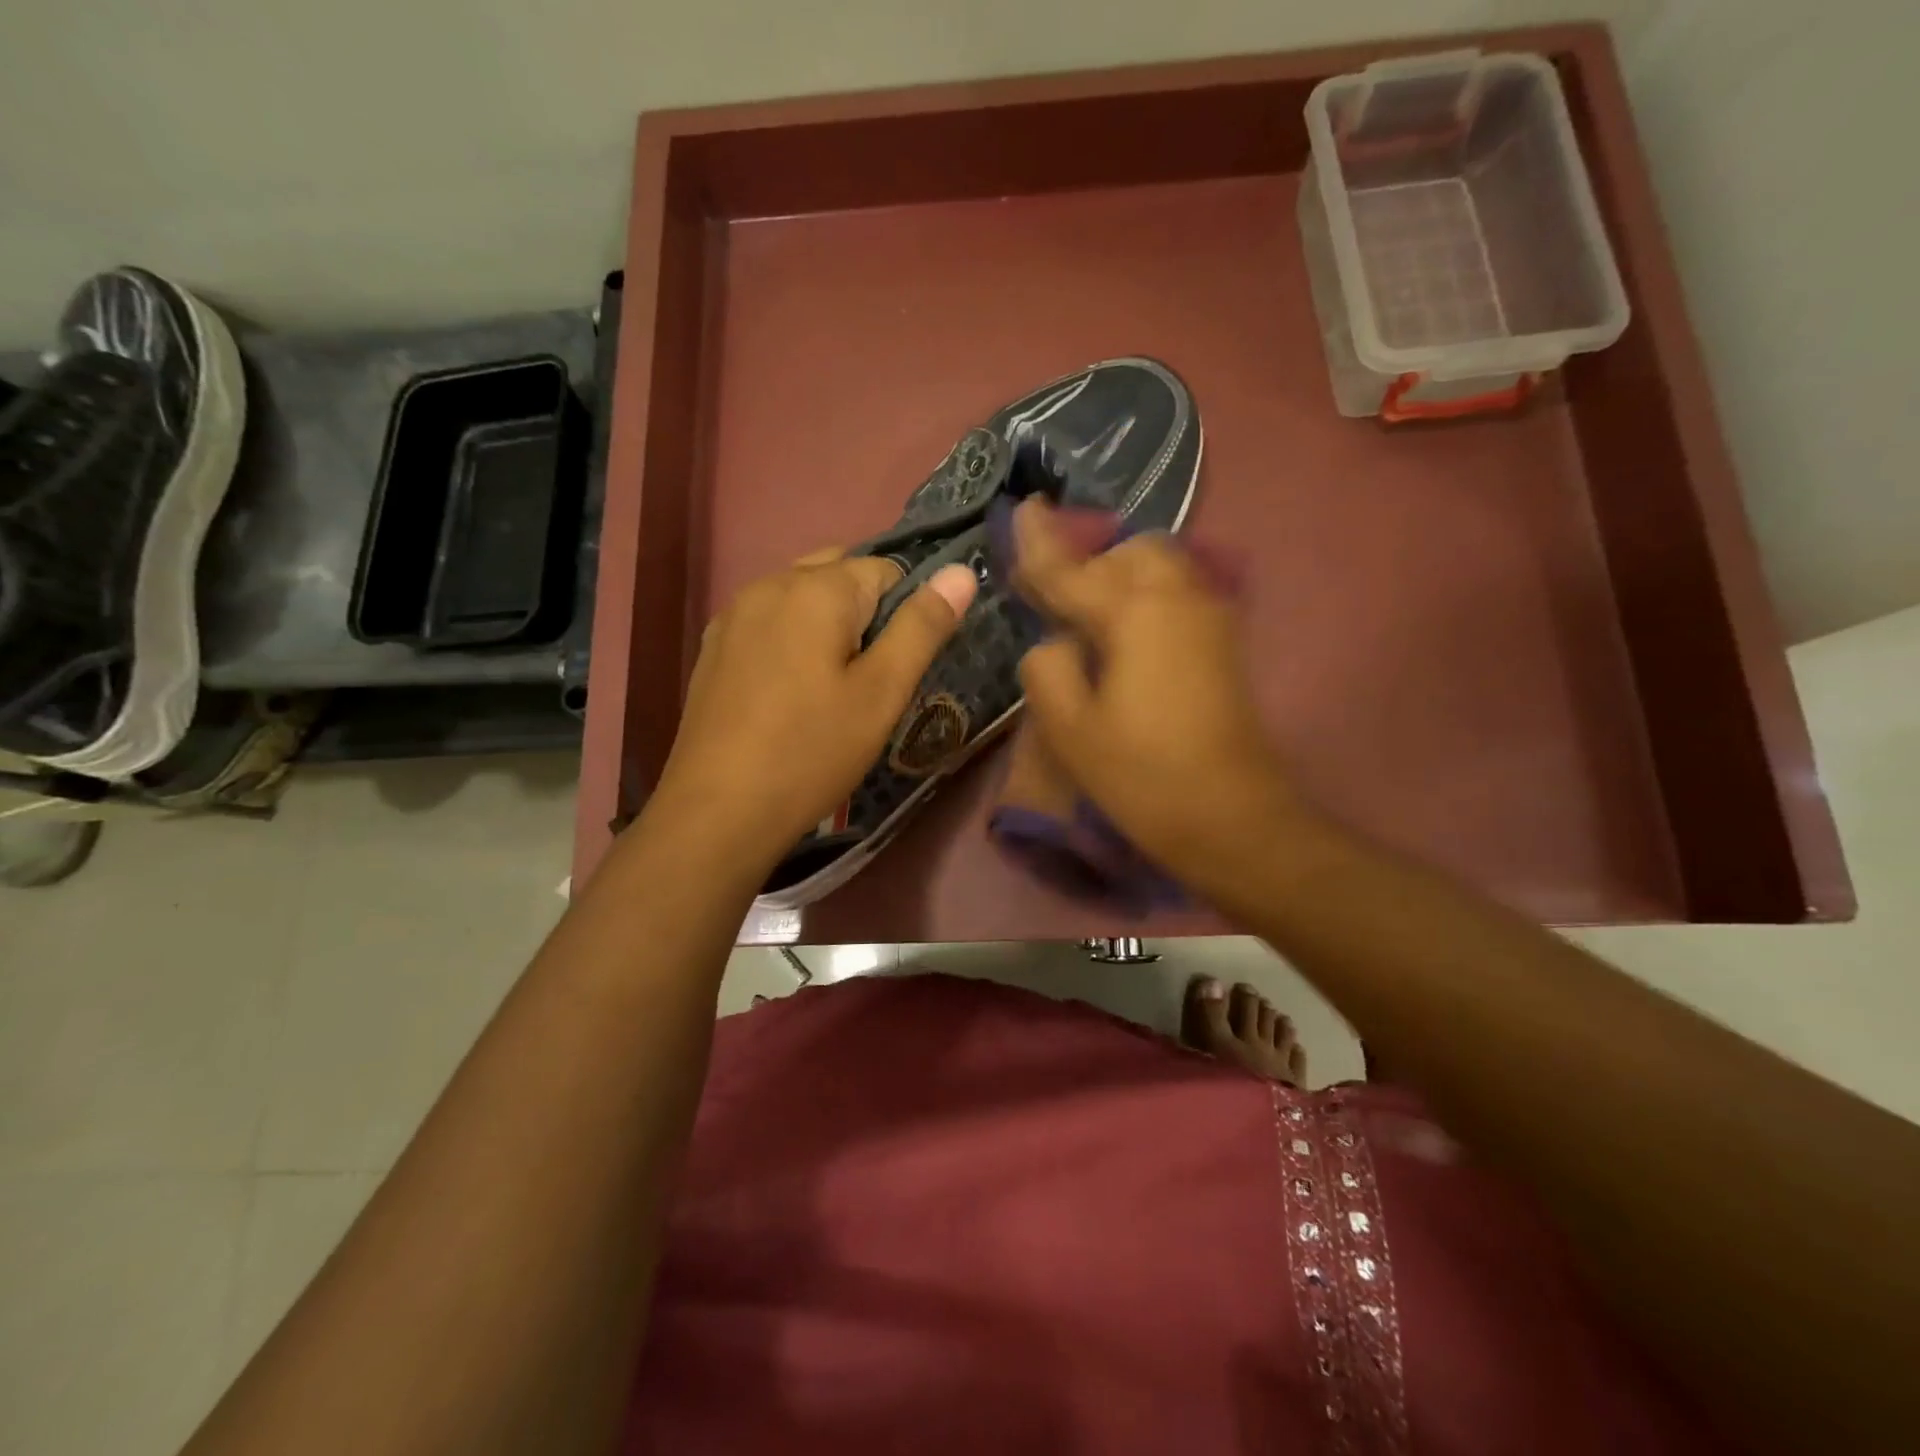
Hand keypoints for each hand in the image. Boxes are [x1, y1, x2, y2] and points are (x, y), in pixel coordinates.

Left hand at [652, 548, 976, 868]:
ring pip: (800, 597)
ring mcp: (733, 615)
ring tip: (833, 686)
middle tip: (872, 676)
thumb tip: (961, 571)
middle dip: (866, 612)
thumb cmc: (812, 751)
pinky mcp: (714, 648)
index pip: (885, 569)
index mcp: (816, 588)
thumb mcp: (882, 693)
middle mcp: (769, 584)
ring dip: (827, 625)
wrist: (719, 811)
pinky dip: (791, 640)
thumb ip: (922, 626)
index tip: (901, 666)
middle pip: (838, 575)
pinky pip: (768, 623)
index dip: (906, 613)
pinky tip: (790, 692)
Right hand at [1012, 500, 1300, 890]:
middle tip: (1054, 597)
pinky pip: (1178, 593)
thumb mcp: (1069, 728)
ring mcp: (1210, 617)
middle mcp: (1178, 597)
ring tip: (1088, 618)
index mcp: (1134, 612)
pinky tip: (1125, 635)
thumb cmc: (1142, 775)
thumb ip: (1047, 667)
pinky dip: (1145, 596)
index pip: (1073, 567)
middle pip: (1128, 552)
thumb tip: (1055, 642)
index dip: (1040, 541)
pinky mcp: (1224, 642)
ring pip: (1160, 568)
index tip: (1024, 505)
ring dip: (1120, 578)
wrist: (1232, 817)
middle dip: (1089, 562)